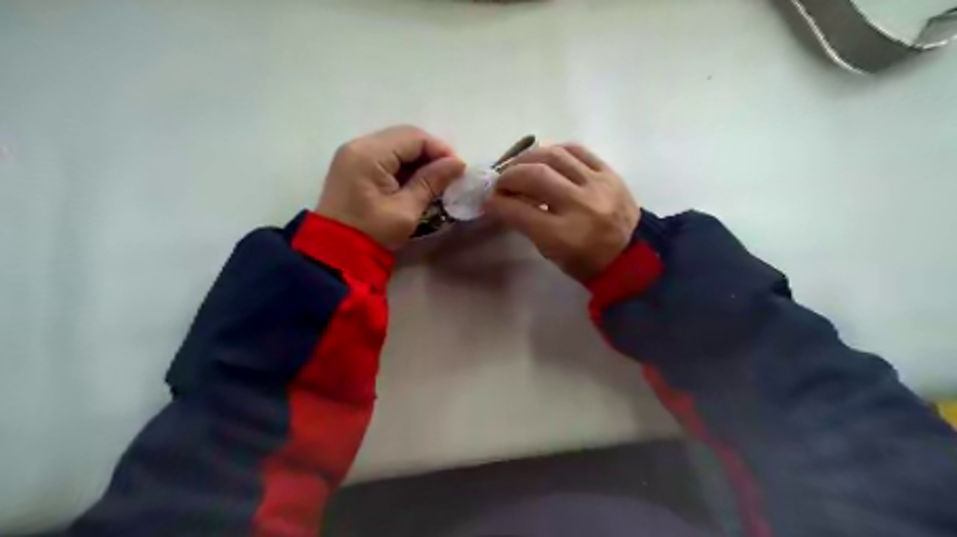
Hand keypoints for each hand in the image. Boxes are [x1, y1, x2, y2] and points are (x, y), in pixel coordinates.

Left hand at [318, 125, 464, 251]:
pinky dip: (403, 166)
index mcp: (369, 154)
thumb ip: (431, 181)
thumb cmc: (373, 233)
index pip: (413, 137)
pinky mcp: (353, 166)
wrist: (336, 253)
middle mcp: (358, 145)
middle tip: (449, 174)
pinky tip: (416, 181)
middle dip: (430, 153)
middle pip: (403, 137)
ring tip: (436, 179)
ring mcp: (353, 155)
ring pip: (395, 145)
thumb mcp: (406, 209)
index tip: (459, 169)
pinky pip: (384, 156)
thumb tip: (458, 163)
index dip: (440, 149)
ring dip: (417, 160)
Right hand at [487, 145, 641, 283]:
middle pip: (534, 176)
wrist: (632, 254)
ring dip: (528, 158)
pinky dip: (555, 150)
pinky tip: (545, 157)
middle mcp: (579, 206)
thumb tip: (504, 199)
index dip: (497, 202)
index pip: (519, 211)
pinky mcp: (609, 173)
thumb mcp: (551, 253)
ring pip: (554, 156)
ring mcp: (597, 185)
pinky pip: (578, 150)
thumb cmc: (585, 261)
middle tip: (500, 181)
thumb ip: (527, 224)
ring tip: (519, 165)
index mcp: (563, 235)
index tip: (488, 199)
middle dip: (509, 176)